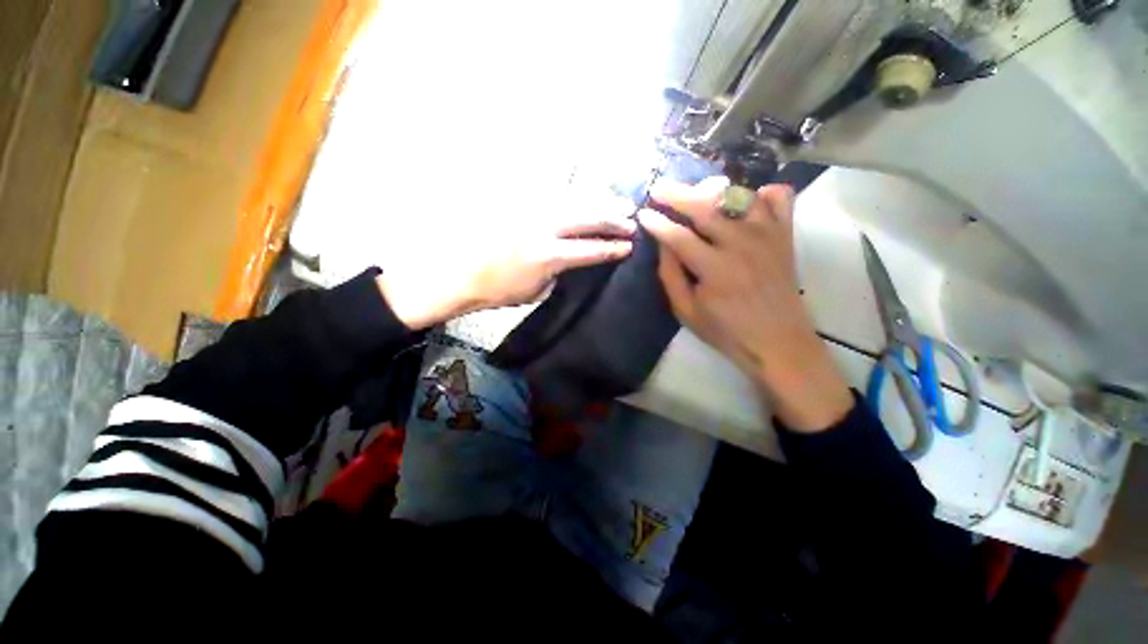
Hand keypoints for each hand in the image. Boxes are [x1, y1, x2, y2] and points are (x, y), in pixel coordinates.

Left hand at [377, 190, 634, 329]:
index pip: (589, 249)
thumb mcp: (536, 291)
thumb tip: (574, 257)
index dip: (612, 248)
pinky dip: (573, 195)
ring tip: (616, 202)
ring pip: (572, 200)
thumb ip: (560, 271)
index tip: (629, 245)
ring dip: (597, 202)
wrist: (461, 275)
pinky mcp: (518, 205)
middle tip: (630, 219)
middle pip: (586, 217)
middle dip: (612, 218)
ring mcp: (529, 212)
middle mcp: (543, 229)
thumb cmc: (499, 291)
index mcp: (548, 256)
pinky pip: (552, 195)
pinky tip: (584, 194)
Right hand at [639, 177, 852, 431]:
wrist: (778, 342)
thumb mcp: (686, 311)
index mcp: (715, 269)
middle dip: (677, 195)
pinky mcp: (785, 235)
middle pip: (706, 207)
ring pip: (738, 195)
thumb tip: (664, 244)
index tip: (643, 214)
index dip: (657, 223)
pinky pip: (779, 198)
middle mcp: (742, 244)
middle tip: (658, 188)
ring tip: (695, 193)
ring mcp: (768, 235)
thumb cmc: (726, 330)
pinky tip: (745, 202)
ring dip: (712, 190)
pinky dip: (760, 193)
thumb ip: (671, 275)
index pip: (678, 236)